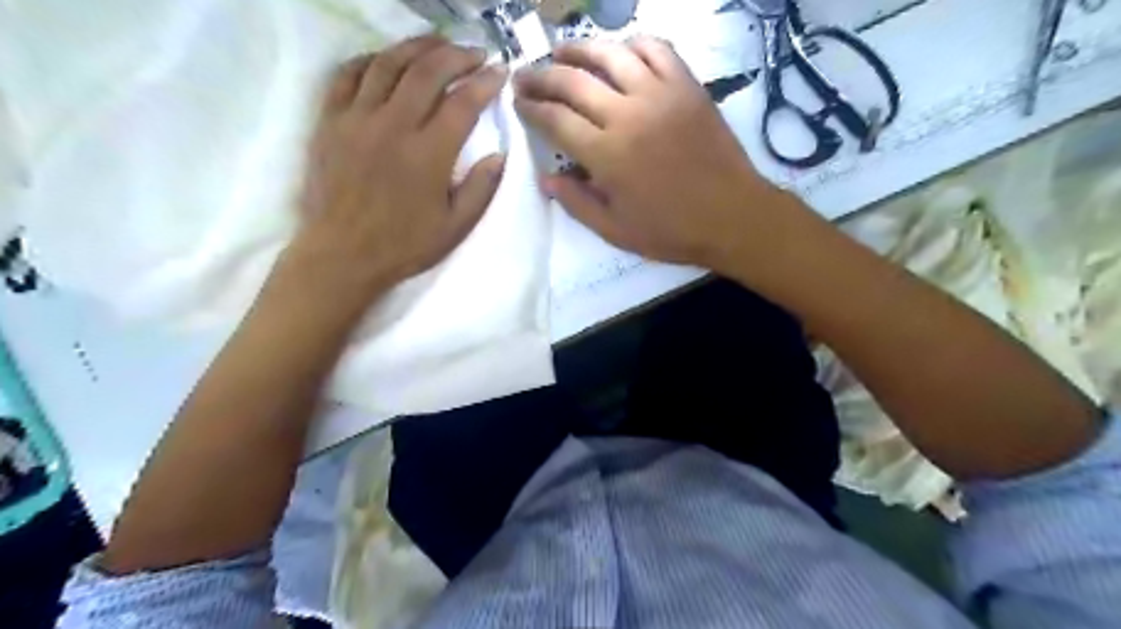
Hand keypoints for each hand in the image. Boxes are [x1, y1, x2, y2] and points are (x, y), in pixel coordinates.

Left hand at [288, 38, 509, 302]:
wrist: (342, 255)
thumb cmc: (404, 245)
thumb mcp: (456, 226)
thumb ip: (481, 188)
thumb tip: (498, 154)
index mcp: (428, 154)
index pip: (463, 103)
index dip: (485, 82)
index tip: (500, 72)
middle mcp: (393, 126)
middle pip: (427, 71)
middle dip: (456, 55)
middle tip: (475, 53)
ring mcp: (357, 119)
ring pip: (388, 63)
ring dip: (417, 47)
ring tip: (437, 44)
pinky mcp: (330, 121)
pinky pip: (348, 74)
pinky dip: (370, 59)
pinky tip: (387, 60)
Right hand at [512, 37, 791, 273]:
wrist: (732, 216)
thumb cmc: (671, 231)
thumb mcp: (615, 231)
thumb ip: (577, 203)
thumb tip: (546, 177)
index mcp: (607, 155)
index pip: (555, 120)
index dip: (531, 109)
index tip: (518, 104)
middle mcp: (627, 114)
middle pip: (573, 81)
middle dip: (540, 76)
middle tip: (525, 76)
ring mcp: (660, 94)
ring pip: (610, 54)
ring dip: (579, 49)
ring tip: (560, 52)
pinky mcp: (687, 86)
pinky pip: (655, 49)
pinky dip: (631, 43)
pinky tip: (619, 52)